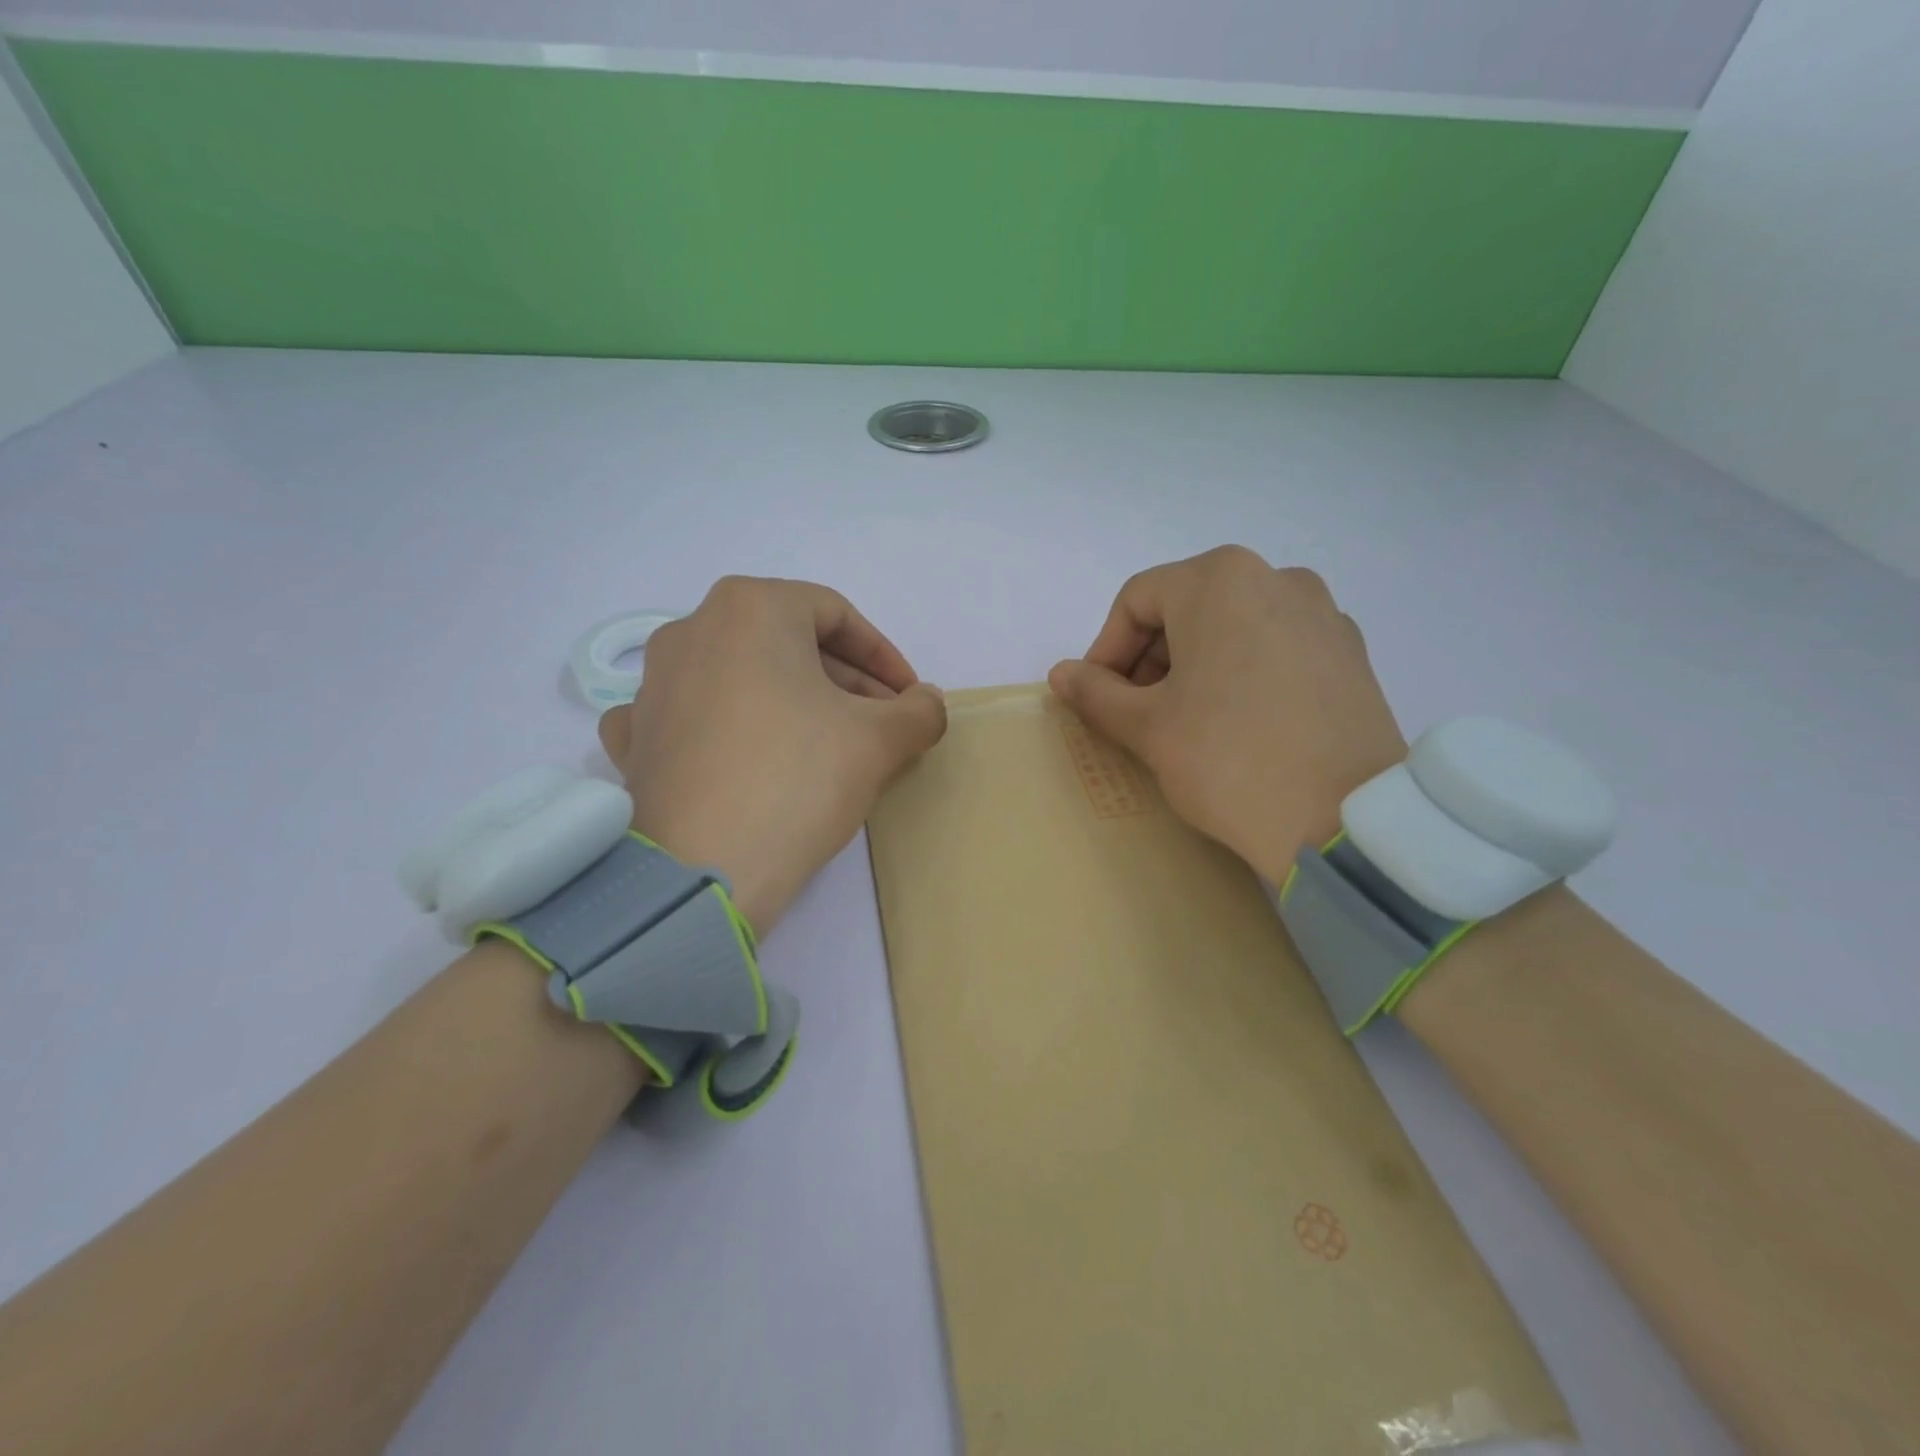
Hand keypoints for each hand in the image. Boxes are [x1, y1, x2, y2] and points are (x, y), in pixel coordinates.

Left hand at [597, 577, 946, 934]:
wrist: (702, 872)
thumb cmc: (798, 779)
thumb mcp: (879, 740)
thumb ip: (919, 710)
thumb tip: (925, 702)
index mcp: (749, 608)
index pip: (835, 615)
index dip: (884, 656)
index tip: (909, 697)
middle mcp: (691, 629)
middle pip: (787, 644)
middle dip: (843, 682)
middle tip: (880, 725)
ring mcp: (652, 685)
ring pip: (742, 678)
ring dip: (793, 703)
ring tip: (828, 748)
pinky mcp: (635, 738)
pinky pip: (693, 718)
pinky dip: (729, 729)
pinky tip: (748, 758)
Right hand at [1047, 545, 1406, 884]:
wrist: (1346, 819)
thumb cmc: (1228, 759)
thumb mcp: (1147, 727)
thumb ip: (1096, 693)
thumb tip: (1061, 674)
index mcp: (1220, 580)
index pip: (1137, 600)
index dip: (1106, 649)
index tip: (1098, 697)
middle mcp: (1276, 578)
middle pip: (1188, 607)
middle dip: (1150, 658)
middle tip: (1137, 713)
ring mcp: (1323, 614)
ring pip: (1233, 626)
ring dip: (1195, 665)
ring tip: (1187, 721)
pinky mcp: (1351, 654)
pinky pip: (1276, 647)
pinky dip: (1243, 672)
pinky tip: (1240, 723)